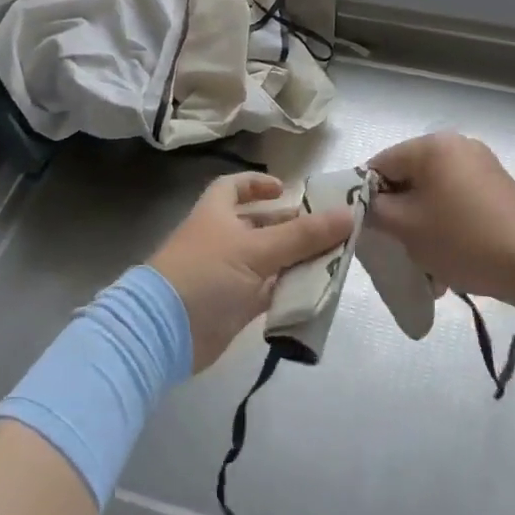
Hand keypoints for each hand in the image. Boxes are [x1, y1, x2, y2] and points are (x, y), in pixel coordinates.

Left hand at [149, 173, 353, 371]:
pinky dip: (289, 290)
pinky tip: (316, 291)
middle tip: (327, 230)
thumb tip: (348, 213)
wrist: (165, 331)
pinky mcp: (233, 306)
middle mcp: (221, 239)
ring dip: (295, 260)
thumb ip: (303, 235)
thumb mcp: (257, 249)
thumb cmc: (207, 273)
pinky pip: (268, 292)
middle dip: (290, 226)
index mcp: (217, 213)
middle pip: (259, 225)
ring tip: (331, 260)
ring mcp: (227, 274)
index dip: (258, 184)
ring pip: (268, 260)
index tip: (286, 189)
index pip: (235, 187)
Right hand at [367, 133, 514, 302]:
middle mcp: (458, 145)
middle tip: (396, 246)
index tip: (368, 227)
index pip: (381, 163)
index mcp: (432, 145)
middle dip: (399, 213)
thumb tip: (367, 205)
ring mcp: (482, 165)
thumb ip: (374, 210)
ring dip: (423, 224)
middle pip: (409, 177)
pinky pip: (457, 201)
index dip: (367, 195)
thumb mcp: (405, 227)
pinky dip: (447, 225)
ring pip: (434, 193)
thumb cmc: (461, 239)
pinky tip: (448, 259)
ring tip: (425, 263)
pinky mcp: (498, 188)